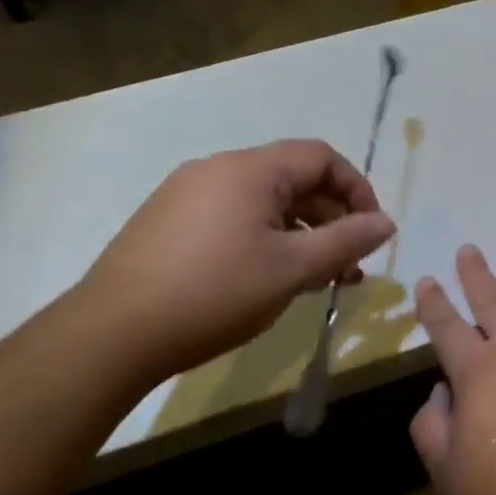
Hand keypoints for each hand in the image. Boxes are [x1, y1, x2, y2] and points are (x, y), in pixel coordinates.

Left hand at [77, 141, 394, 386]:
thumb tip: (386, 223)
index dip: (356, 189)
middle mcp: (218, 169)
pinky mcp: (167, 222)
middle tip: (349, 263)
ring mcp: (187, 194)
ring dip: (301, 233)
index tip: (370, 231)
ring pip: (265, 202)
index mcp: (250, 169)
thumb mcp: (293, 269)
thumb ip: (346, 241)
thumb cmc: (214, 293)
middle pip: (294, 179)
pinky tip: (270, 278)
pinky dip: (266, 239)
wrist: (109, 337)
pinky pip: (234, 217)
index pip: (322, 157)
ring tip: (318, 278)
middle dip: (331, 217)